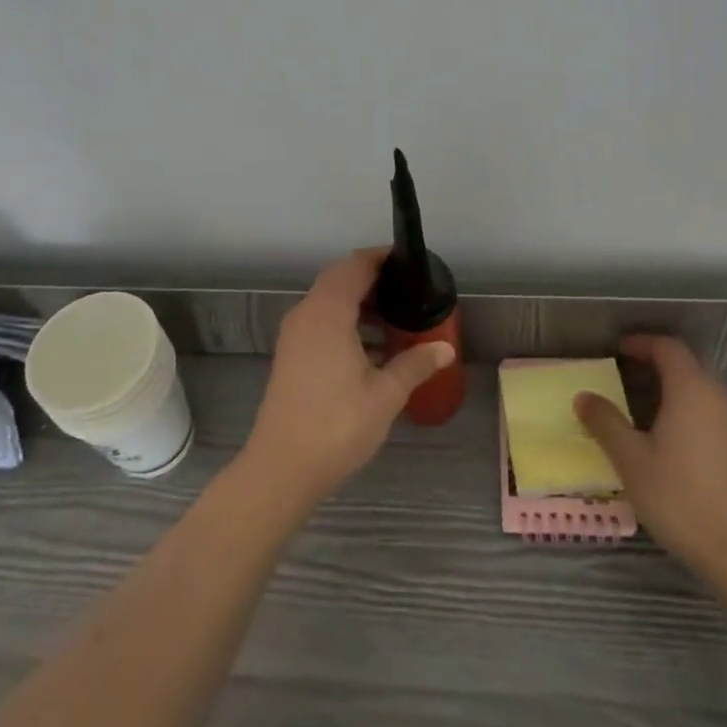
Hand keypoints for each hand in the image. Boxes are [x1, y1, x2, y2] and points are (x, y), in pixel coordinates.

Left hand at [241, 248, 454, 507]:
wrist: (281, 469)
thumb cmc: (336, 426)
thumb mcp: (385, 395)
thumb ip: (415, 364)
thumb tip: (446, 348)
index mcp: (327, 313)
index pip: (354, 266)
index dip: (380, 257)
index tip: (408, 261)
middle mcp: (306, 314)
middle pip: (339, 279)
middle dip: (372, 279)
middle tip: (407, 289)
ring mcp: (294, 336)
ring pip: (328, 301)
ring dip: (358, 302)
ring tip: (395, 317)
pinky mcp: (291, 356)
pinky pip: (320, 321)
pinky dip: (345, 321)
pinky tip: (371, 347)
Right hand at [574, 335, 726, 585]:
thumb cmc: (681, 499)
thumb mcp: (631, 460)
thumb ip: (606, 423)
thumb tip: (584, 396)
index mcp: (691, 390)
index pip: (668, 347)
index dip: (642, 343)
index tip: (618, 350)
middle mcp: (719, 398)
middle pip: (689, 364)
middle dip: (658, 362)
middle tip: (627, 373)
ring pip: (704, 389)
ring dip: (676, 387)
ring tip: (645, 407)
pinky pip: (715, 413)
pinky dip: (692, 410)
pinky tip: (675, 440)